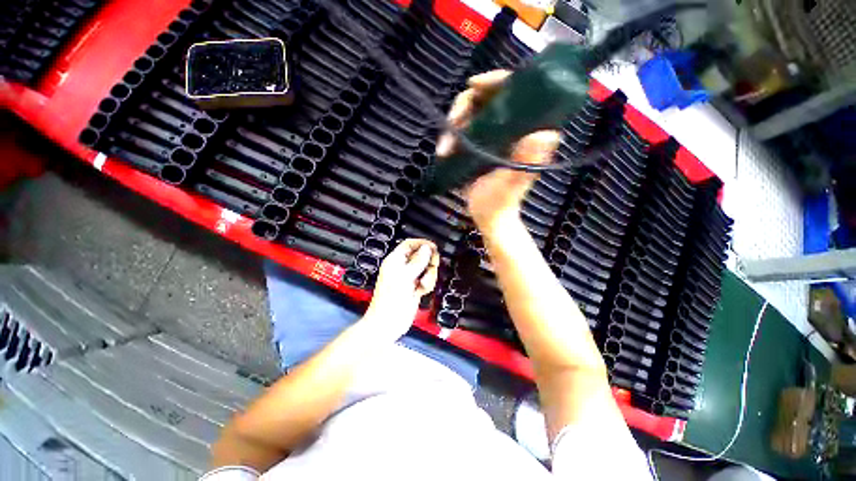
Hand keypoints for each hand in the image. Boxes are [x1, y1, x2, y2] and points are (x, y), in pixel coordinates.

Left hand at [363, 239, 439, 340]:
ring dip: (429, 276)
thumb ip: (417, 261)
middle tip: (431, 267)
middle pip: (422, 256)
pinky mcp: (416, 288)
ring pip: (427, 269)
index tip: (434, 248)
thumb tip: (427, 247)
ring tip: (423, 285)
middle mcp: (403, 267)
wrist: (388, 323)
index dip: (422, 243)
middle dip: (428, 262)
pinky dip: (428, 285)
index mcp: (396, 261)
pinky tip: (422, 291)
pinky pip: (427, 280)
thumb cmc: (391, 299)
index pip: (410, 244)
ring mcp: (410, 278)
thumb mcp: (405, 277)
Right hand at [436, 70, 560, 233]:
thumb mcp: (513, 184)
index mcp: (525, 131)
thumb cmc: (501, 202)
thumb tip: (548, 134)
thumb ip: (527, 163)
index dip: (496, 80)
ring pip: (470, 112)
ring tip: (444, 149)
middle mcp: (510, 128)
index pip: (515, 91)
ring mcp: (492, 136)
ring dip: (453, 125)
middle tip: (452, 127)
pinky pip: (462, 129)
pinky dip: (450, 136)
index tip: (474, 85)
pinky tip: (444, 150)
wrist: (489, 216)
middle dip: (464, 107)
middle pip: (487, 98)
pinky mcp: (478, 145)